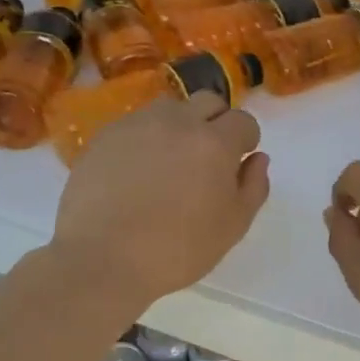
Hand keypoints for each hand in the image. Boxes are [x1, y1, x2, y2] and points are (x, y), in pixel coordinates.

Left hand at [52, 92, 269, 305]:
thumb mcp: (232, 227)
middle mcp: (178, 121)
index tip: (236, 165)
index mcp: (215, 142)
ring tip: (169, 162)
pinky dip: (145, 139)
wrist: (102, 258)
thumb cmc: (177, 249)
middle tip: (207, 159)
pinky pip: (136, 125)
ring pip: (170, 109)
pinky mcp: (105, 136)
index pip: (243, 122)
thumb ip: (253, 186)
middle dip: (216, 122)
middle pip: (208, 101)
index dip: (245, 142)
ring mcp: (137, 124)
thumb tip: (257, 158)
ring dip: (179, 126)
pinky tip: (137, 172)